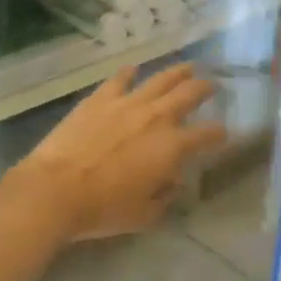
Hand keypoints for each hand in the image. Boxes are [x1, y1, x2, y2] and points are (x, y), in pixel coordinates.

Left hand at [10, 63, 226, 243]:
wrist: (56, 188)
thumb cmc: (103, 208)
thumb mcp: (145, 214)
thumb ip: (164, 195)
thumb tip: (171, 180)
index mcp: (172, 147)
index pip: (207, 135)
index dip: (219, 134)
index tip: (223, 133)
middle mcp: (155, 117)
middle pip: (188, 95)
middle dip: (204, 88)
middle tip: (212, 84)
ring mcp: (125, 103)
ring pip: (158, 80)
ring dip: (176, 72)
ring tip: (187, 66)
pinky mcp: (98, 99)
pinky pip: (118, 79)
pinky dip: (128, 73)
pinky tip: (133, 69)